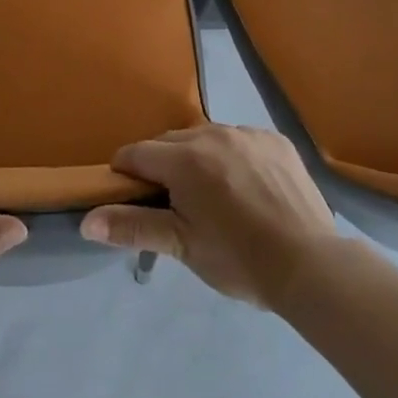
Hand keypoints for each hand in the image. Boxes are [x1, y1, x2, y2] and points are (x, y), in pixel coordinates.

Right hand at [81, 125, 334, 307]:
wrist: (311, 265)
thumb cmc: (238, 258)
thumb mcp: (182, 245)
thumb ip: (132, 226)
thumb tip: (86, 221)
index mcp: (184, 158)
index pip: (137, 154)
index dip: (127, 174)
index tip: (132, 197)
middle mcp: (212, 133)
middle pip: (171, 143)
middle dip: (164, 167)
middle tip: (175, 204)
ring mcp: (246, 133)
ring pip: (206, 138)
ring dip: (199, 159)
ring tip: (213, 196)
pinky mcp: (275, 140)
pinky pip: (240, 140)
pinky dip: (234, 157)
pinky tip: (247, 188)